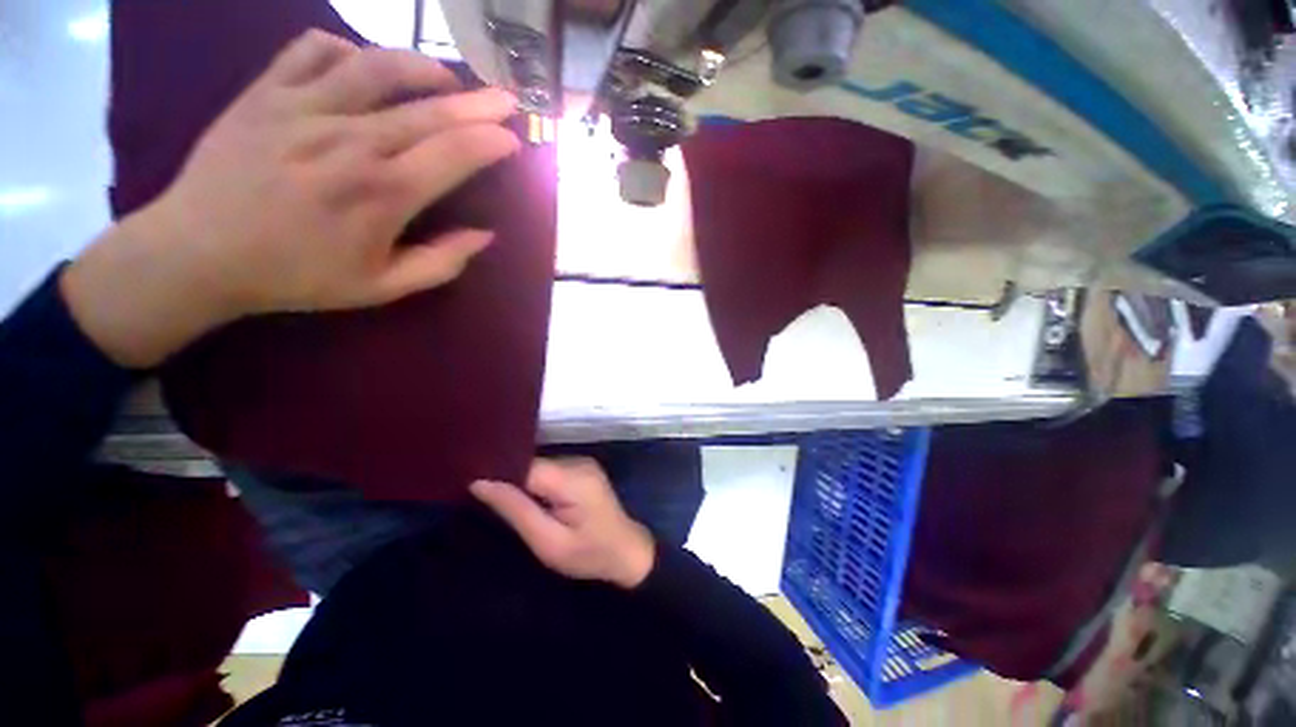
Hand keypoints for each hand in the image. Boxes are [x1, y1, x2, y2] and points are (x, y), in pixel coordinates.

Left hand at [62, 31, 519, 366]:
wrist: (198, 253)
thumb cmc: (297, 276)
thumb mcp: (382, 287)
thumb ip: (441, 263)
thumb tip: (484, 235)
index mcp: (383, 193)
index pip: (454, 154)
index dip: (490, 142)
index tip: (511, 140)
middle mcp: (351, 141)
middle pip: (430, 109)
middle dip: (478, 103)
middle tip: (505, 99)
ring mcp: (304, 108)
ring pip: (377, 66)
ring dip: (423, 67)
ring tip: (445, 78)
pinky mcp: (266, 91)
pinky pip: (313, 50)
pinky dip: (348, 51)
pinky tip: (364, 67)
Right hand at [471, 459, 656, 589]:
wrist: (627, 551)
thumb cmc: (589, 554)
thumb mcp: (548, 542)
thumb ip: (516, 510)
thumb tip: (480, 482)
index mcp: (571, 478)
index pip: (525, 466)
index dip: (500, 475)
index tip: (474, 487)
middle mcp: (577, 462)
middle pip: (532, 464)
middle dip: (510, 480)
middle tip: (487, 502)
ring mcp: (583, 462)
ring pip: (540, 466)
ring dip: (524, 483)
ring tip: (507, 503)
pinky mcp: (583, 468)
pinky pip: (551, 470)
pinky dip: (538, 483)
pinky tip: (532, 500)